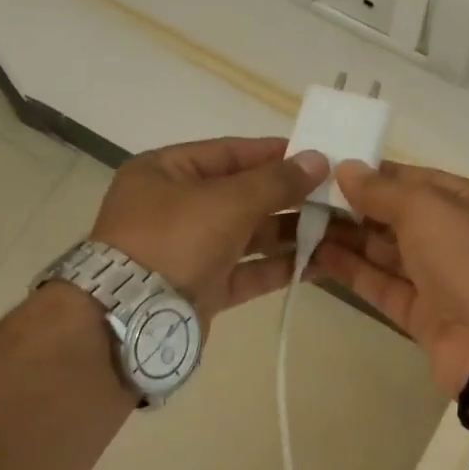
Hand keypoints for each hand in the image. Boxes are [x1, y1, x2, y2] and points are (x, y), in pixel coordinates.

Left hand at [91, 136, 329, 321]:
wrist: (131, 317)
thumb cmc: (175, 239)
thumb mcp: (228, 201)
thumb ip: (276, 181)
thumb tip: (319, 159)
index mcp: (167, 171)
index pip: (230, 152)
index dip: (276, 154)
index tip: (318, 157)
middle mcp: (175, 207)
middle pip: (242, 195)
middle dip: (289, 197)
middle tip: (336, 197)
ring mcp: (188, 250)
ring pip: (248, 236)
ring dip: (290, 233)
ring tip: (337, 230)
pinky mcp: (202, 288)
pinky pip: (247, 271)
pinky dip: (278, 267)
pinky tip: (318, 265)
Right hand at [311, 161, 468, 393]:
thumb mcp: (429, 210)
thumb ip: (383, 191)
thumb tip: (345, 169)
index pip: (420, 181)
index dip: (377, 175)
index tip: (332, 170)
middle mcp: (461, 240)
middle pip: (401, 218)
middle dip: (356, 208)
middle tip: (306, 198)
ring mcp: (443, 281)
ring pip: (388, 254)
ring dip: (348, 239)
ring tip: (301, 224)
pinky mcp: (424, 317)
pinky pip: (384, 287)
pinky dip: (353, 272)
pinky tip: (317, 257)